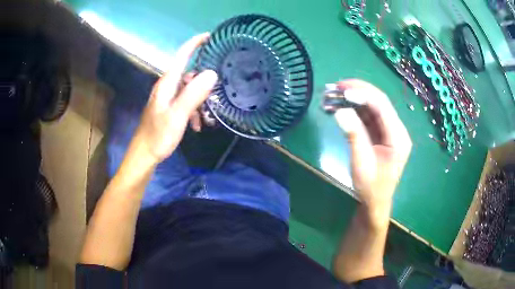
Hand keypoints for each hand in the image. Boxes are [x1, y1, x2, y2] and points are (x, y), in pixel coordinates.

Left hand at [129, 33, 217, 163]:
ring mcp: (167, 98)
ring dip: (200, 101)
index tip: (210, 36)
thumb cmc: (158, 135)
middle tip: (217, 93)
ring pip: (189, 90)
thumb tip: (212, 73)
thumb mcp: (178, 115)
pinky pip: (185, 102)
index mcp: (167, 83)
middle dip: (204, 83)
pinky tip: (197, 125)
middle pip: (189, 74)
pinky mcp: (168, 108)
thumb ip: (193, 94)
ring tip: (206, 119)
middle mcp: (166, 87)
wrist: (144, 155)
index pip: (181, 56)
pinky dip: (193, 111)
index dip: (195, 44)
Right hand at [334, 80, 411, 215]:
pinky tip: (341, 106)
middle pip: (379, 102)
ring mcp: (389, 131)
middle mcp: (397, 129)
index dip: (363, 94)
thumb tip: (340, 111)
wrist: (374, 202)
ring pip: (372, 107)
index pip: (383, 106)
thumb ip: (354, 136)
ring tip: (334, 94)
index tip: (342, 90)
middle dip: (358, 91)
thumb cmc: (371, 187)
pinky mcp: (381, 134)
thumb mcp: (361, 163)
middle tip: (336, 87)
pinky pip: (368, 116)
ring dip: (354, 99)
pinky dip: (354, 110)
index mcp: (398, 137)